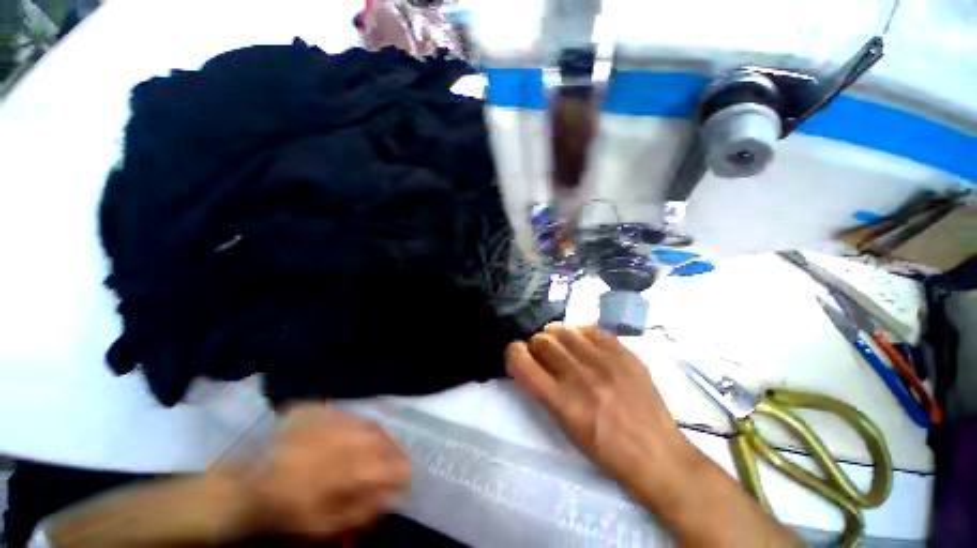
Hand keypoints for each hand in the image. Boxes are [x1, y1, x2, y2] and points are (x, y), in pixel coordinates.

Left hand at [249, 403, 410, 540]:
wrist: (246, 484)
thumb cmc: (288, 512)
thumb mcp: (326, 527)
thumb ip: (364, 511)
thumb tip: (392, 497)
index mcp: (357, 467)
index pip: (396, 466)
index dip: (404, 476)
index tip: (404, 484)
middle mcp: (355, 438)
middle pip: (388, 441)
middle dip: (396, 454)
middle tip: (396, 464)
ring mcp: (338, 421)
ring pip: (372, 426)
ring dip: (381, 439)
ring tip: (380, 450)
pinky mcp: (324, 411)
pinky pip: (351, 417)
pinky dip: (359, 428)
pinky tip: (355, 437)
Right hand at [505, 323, 701, 506]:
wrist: (658, 456)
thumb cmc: (606, 451)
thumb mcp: (565, 427)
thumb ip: (544, 390)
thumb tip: (531, 363)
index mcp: (561, 402)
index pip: (520, 360)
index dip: (513, 353)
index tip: (518, 356)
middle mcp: (579, 376)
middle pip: (541, 340)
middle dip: (535, 345)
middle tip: (543, 354)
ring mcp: (604, 361)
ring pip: (563, 329)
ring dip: (555, 336)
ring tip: (562, 345)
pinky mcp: (624, 353)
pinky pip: (590, 328)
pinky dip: (580, 334)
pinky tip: (584, 344)